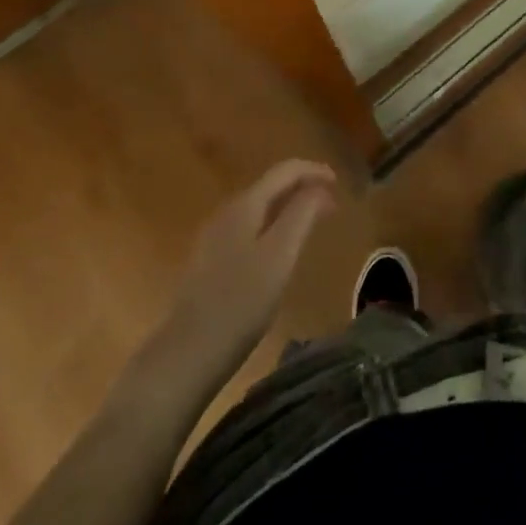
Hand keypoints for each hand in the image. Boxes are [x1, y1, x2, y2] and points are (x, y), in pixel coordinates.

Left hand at [163, 160, 337, 371]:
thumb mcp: (280, 255)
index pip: (284, 171)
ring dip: (288, 208)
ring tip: (311, 225)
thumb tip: (319, 187)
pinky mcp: (210, 262)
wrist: (187, 354)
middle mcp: (227, 212)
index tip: (338, 182)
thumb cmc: (240, 302)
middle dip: (302, 188)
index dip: (313, 170)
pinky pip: (249, 229)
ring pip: (259, 208)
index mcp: (244, 205)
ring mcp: (214, 237)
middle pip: (270, 186)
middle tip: (331, 205)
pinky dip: (273, 227)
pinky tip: (279, 251)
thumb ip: (301, 214)